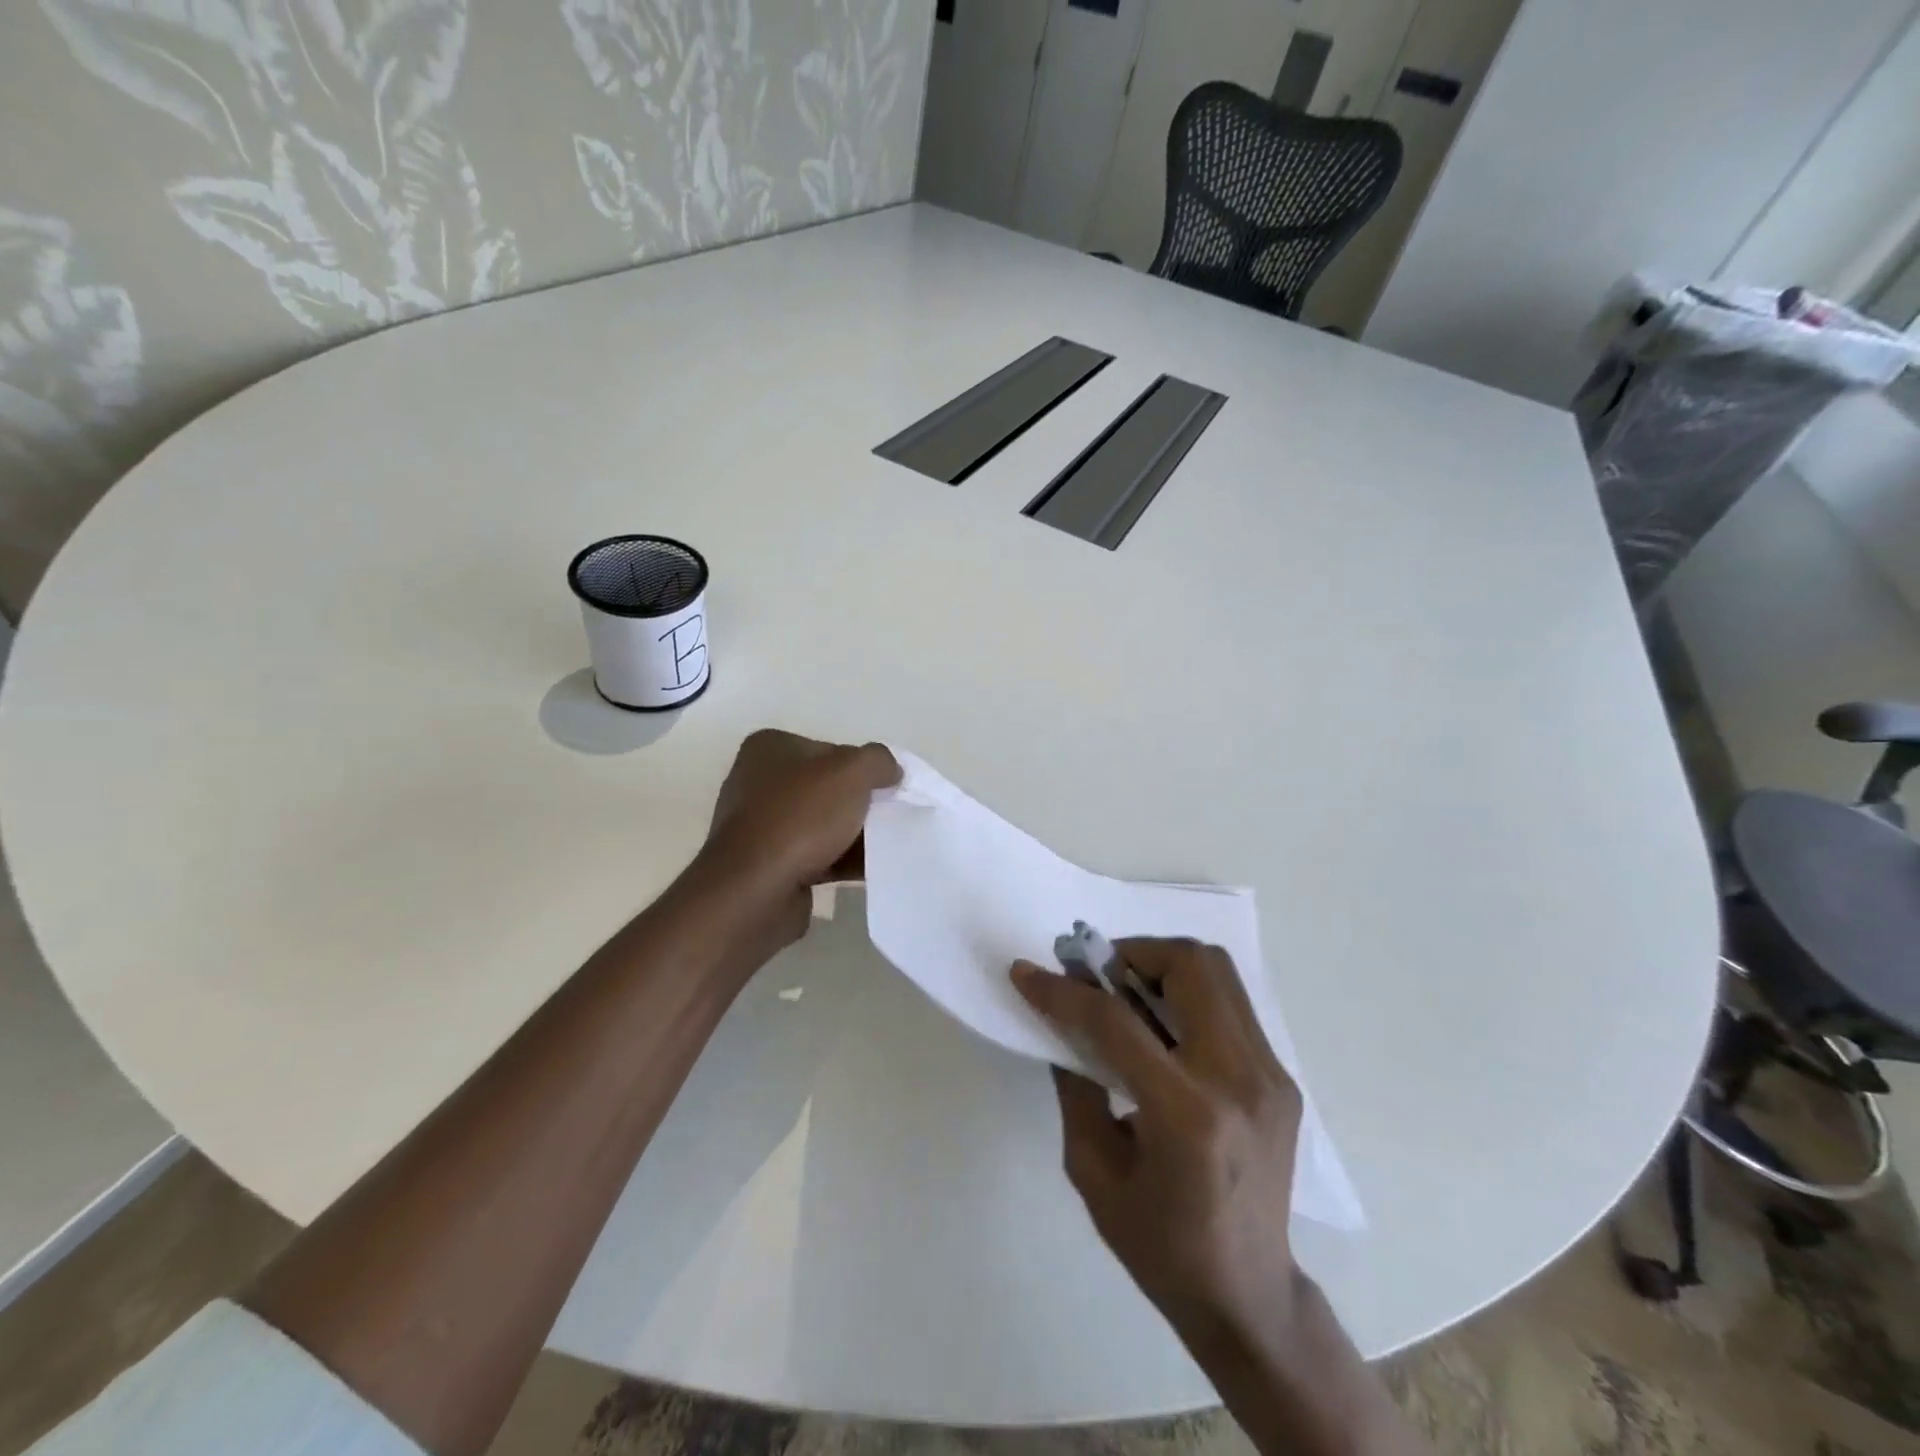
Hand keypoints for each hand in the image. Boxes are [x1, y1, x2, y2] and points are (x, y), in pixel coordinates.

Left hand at [698, 729, 899, 905]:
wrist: (755, 891)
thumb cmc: (800, 818)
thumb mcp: (852, 772)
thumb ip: (878, 760)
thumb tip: (891, 771)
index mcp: (769, 748)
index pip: (831, 750)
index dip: (863, 768)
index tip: (887, 788)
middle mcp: (758, 782)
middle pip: (828, 788)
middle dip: (862, 803)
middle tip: (893, 816)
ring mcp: (761, 826)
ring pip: (824, 824)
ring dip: (855, 834)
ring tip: (890, 845)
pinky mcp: (768, 865)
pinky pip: (816, 856)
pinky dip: (843, 860)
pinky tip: (873, 870)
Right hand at [1011, 940, 1302, 1356]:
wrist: (1249, 1298)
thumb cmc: (1160, 1247)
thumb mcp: (1093, 1170)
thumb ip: (1075, 1085)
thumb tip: (1062, 1021)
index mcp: (1187, 1116)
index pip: (1116, 1022)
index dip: (1064, 990)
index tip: (1027, 973)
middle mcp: (1238, 1081)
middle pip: (1188, 966)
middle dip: (1130, 953)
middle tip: (1095, 975)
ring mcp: (1269, 1075)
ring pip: (1218, 971)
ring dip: (1162, 963)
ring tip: (1126, 990)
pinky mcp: (1281, 1078)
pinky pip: (1230, 1003)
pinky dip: (1188, 992)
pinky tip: (1161, 1024)